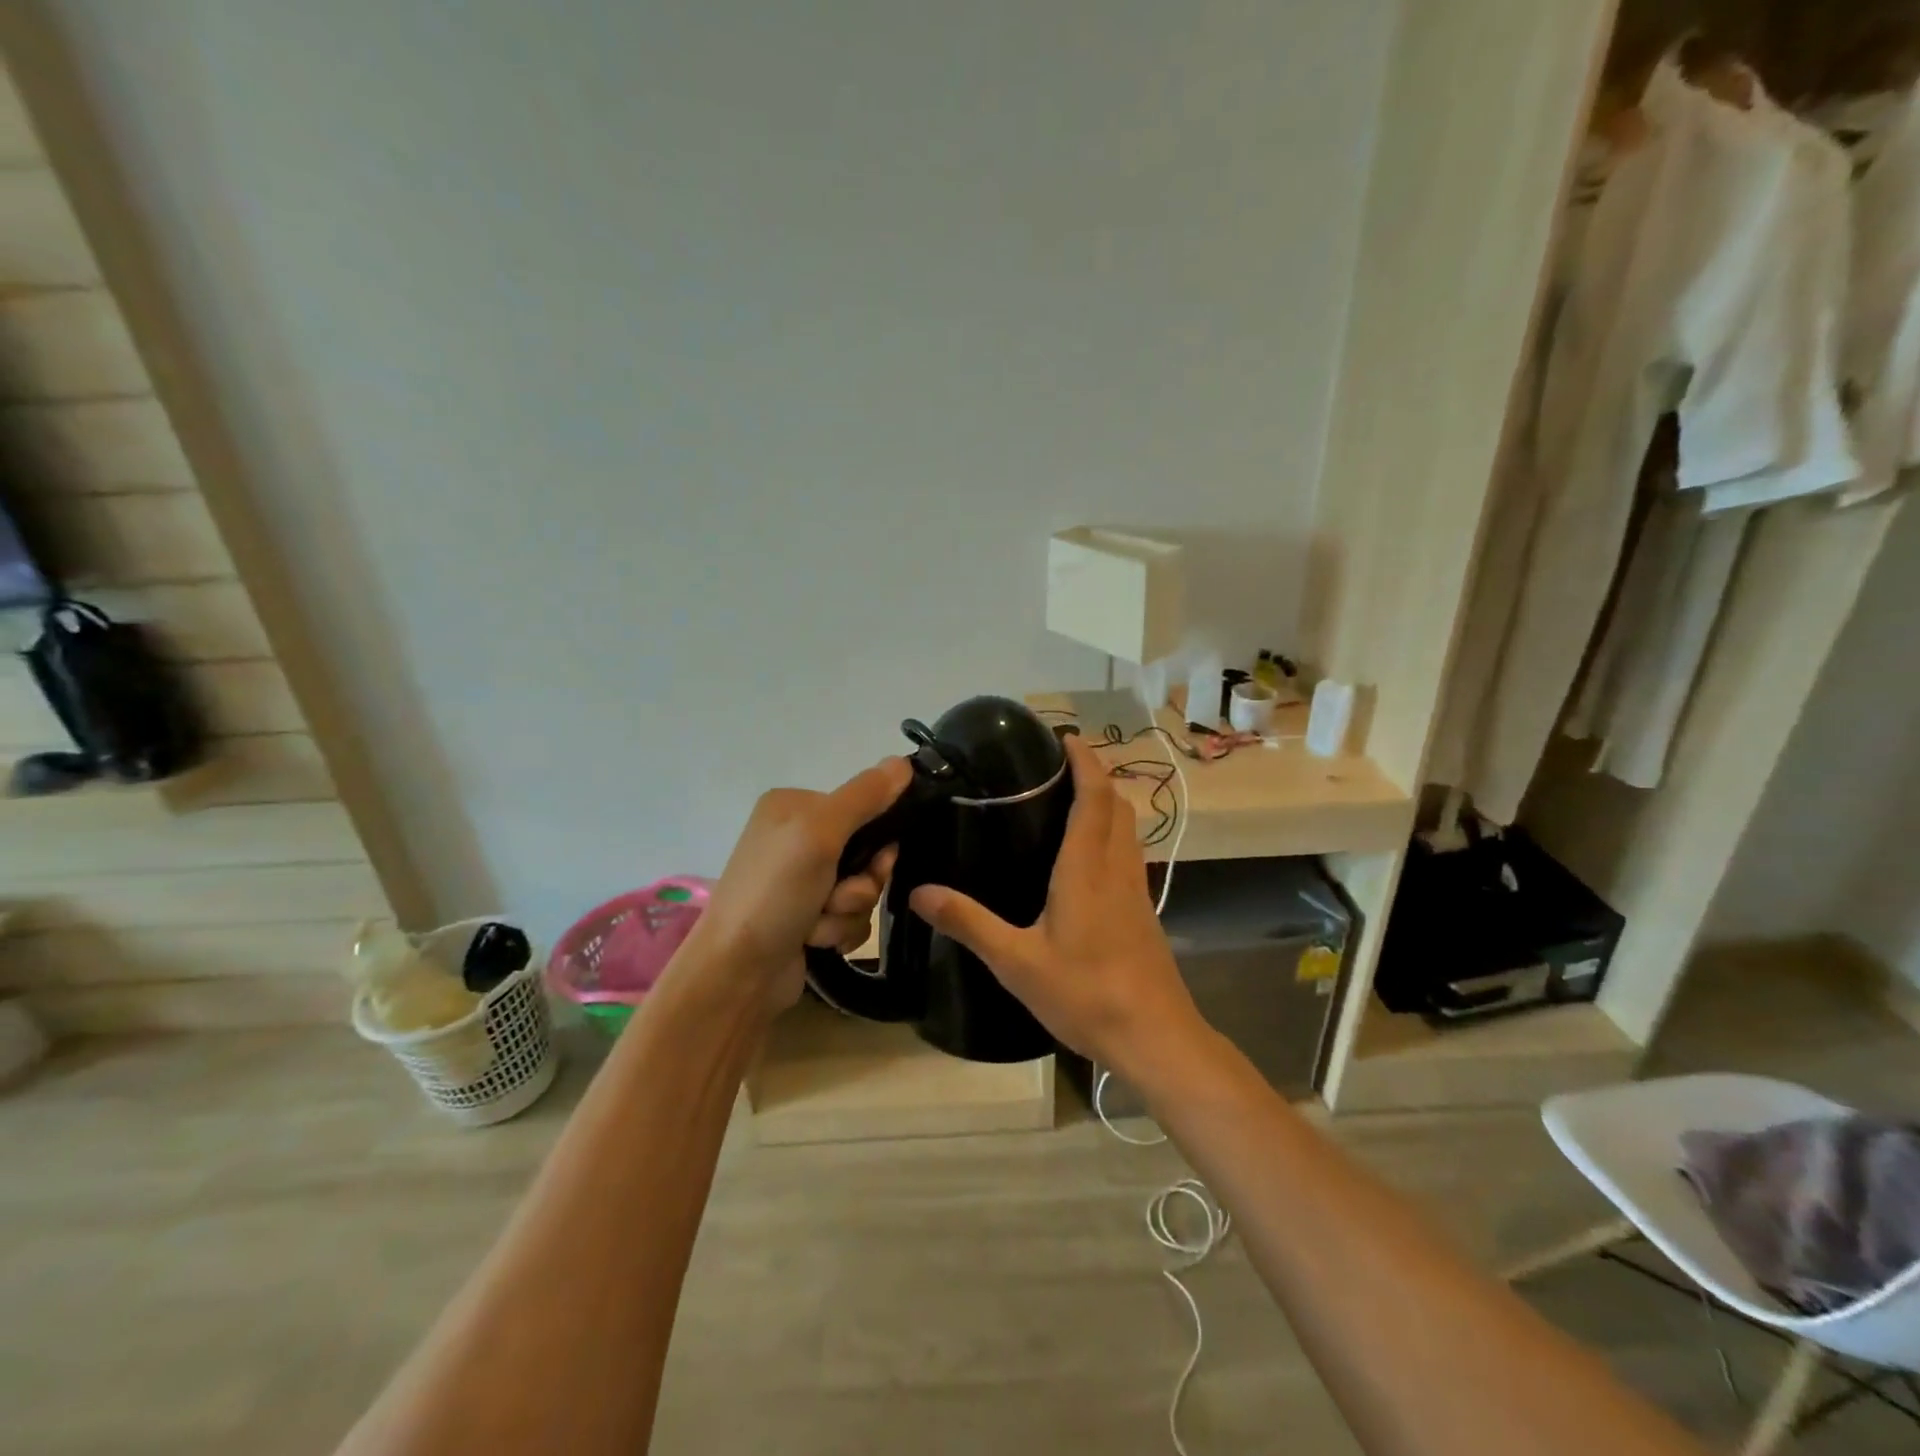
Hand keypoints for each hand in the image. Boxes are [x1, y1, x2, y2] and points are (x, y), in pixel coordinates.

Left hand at [685, 757, 911, 1013]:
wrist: (737, 973)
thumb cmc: (774, 893)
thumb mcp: (819, 832)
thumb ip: (865, 795)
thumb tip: (904, 762)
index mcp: (795, 806)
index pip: (863, 806)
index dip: (878, 837)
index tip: (877, 859)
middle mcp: (797, 838)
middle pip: (867, 852)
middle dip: (860, 883)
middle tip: (837, 897)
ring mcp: (801, 881)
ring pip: (862, 888)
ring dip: (848, 911)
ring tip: (817, 925)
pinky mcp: (807, 917)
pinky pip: (851, 917)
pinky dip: (839, 932)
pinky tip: (814, 942)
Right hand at [908, 735, 1204, 1076]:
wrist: (1154, 1037)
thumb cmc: (1085, 993)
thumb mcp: (1016, 962)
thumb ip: (968, 923)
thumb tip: (919, 892)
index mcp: (1087, 867)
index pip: (1095, 795)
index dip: (1085, 761)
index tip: (1065, 738)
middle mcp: (1117, 867)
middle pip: (1117, 805)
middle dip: (1095, 775)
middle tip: (1058, 767)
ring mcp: (1136, 889)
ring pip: (1128, 828)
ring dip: (1107, 803)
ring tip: (1069, 801)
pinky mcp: (1143, 910)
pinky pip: (1130, 853)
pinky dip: (1112, 833)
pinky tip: (1086, 858)